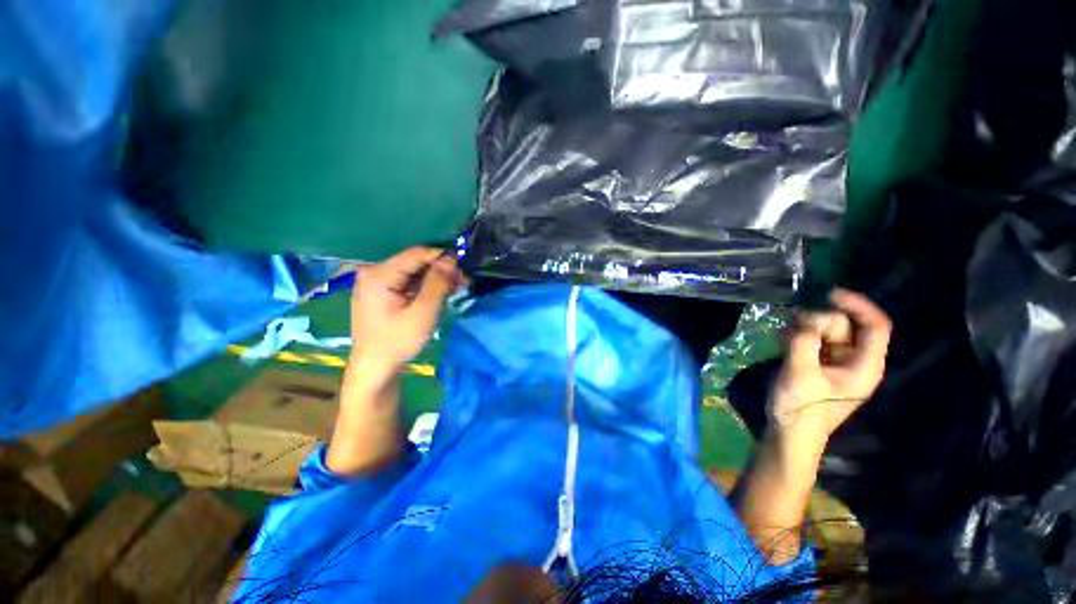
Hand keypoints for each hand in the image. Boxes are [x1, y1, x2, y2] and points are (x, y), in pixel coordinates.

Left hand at [349, 247, 463, 375]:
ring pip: (414, 273)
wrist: (375, 368)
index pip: (416, 254)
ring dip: (436, 280)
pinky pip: (408, 283)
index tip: (463, 268)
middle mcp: (374, 273)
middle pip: (415, 263)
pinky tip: (441, 294)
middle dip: (441, 271)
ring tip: (457, 289)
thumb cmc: (397, 342)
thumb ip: (437, 283)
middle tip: (463, 282)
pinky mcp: (381, 293)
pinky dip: (425, 288)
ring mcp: (376, 283)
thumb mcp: (422, 312)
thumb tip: (451, 259)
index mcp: (378, 275)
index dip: (442, 257)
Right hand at [768, 288, 891, 449]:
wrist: (789, 432)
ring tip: (782, 340)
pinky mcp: (818, 364)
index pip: (875, 326)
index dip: (858, 305)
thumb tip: (803, 319)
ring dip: (802, 329)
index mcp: (864, 366)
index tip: (829, 293)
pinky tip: (781, 343)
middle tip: (792, 330)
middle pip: (843, 326)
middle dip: (817, 322)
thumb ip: (804, 342)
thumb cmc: (801, 408)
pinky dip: (797, 336)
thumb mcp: (800, 373)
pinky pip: (812, 339)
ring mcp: (835, 362)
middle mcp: (854, 360)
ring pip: (824, 331)